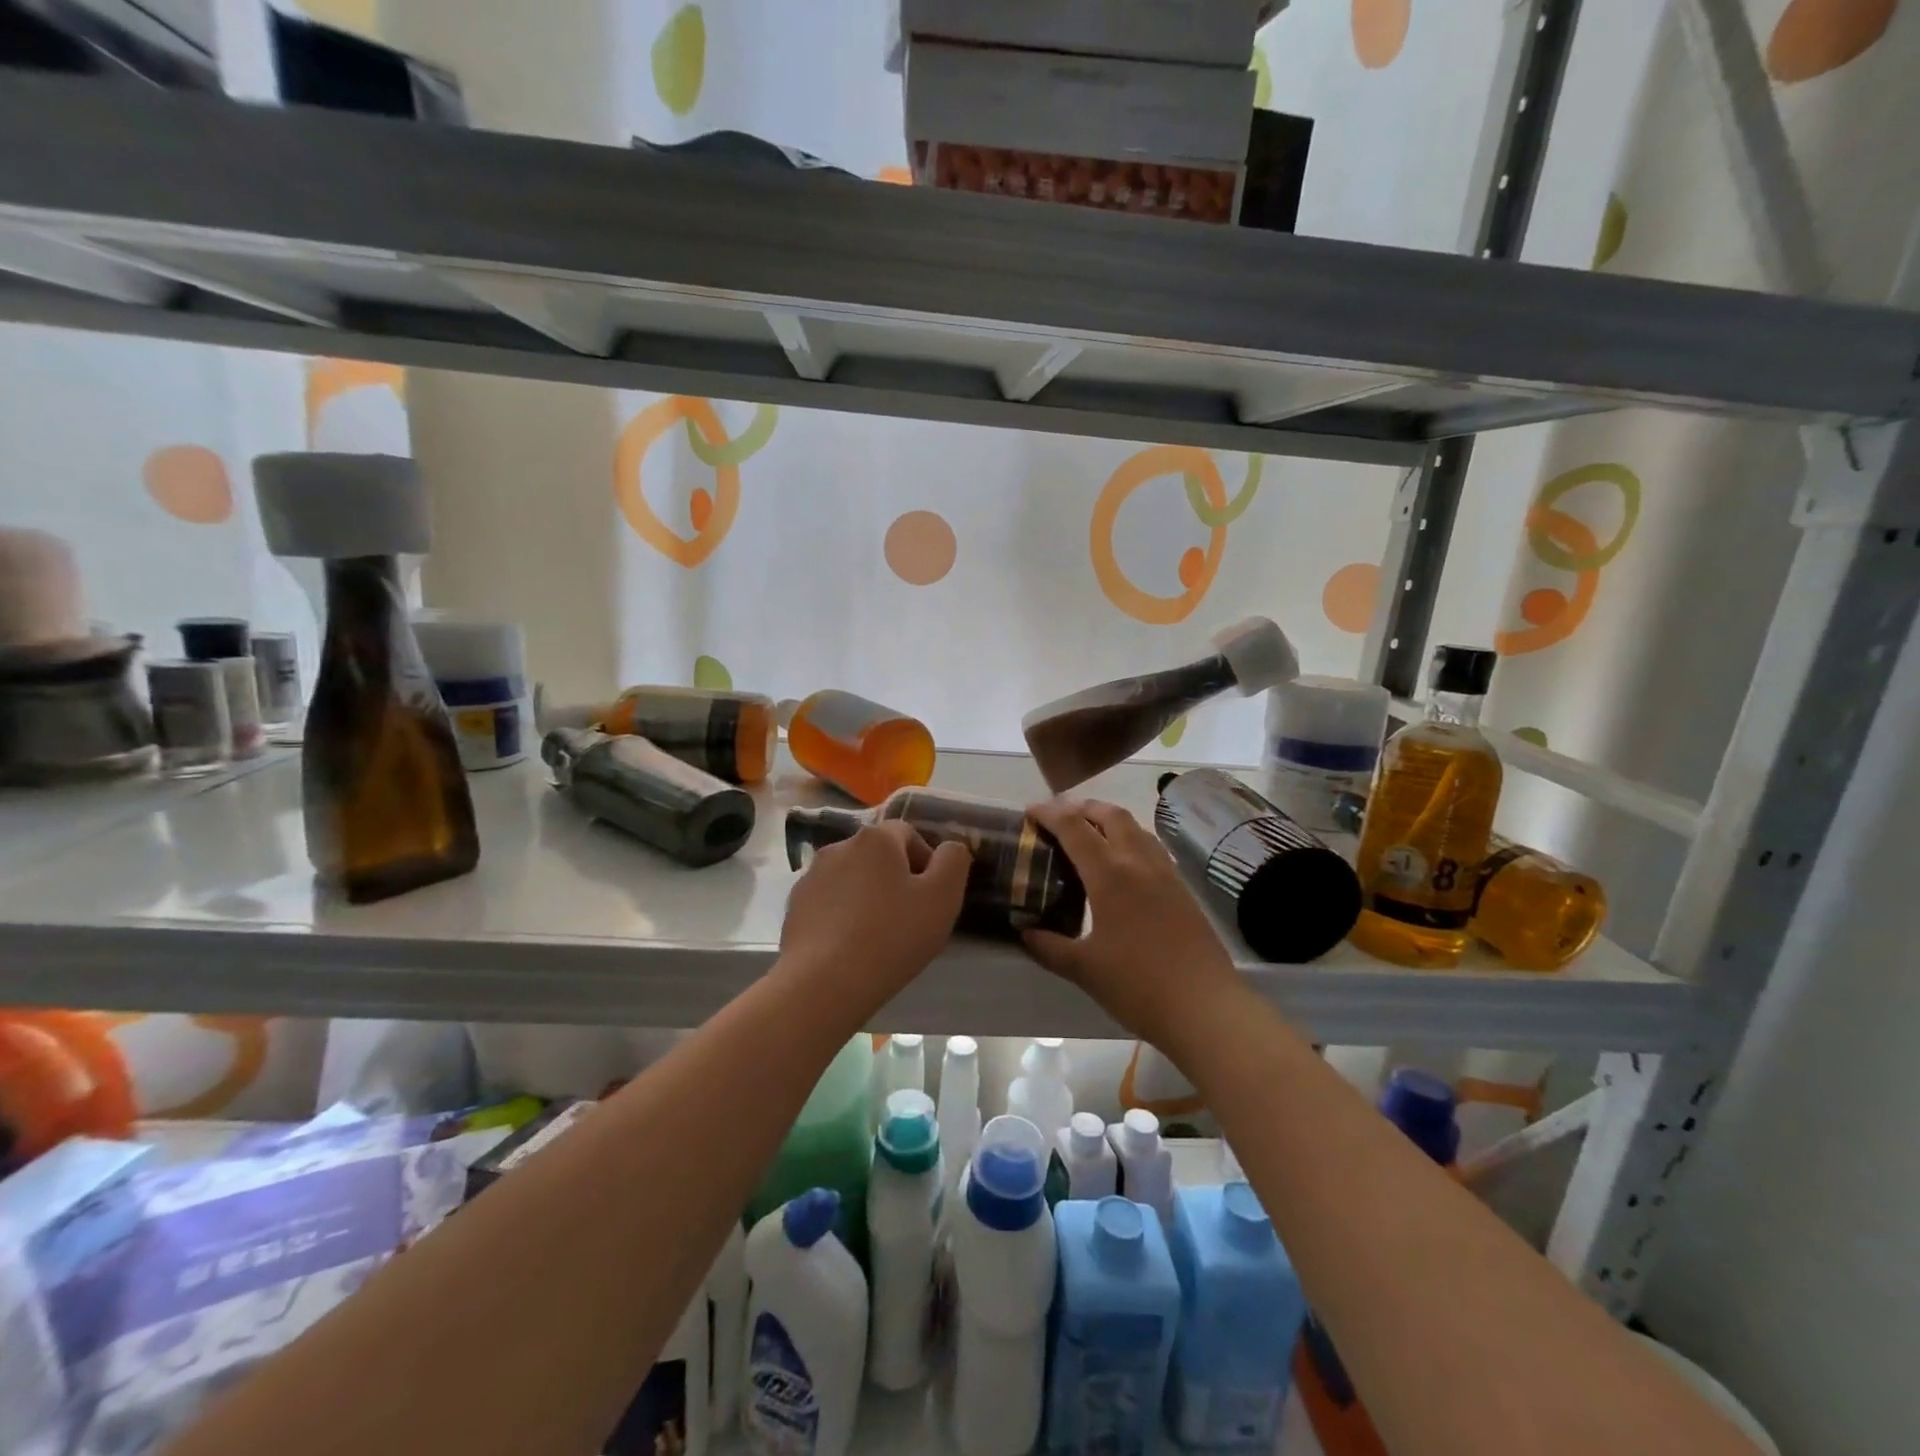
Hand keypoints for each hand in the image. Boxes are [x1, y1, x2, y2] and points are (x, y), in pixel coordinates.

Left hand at [780, 821, 971, 1007]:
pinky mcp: (794, 907)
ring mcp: (811, 877)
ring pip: (852, 879)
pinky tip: (850, 948)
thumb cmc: (891, 937)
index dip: (926, 863)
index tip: (932, 899)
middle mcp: (839, 846)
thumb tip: (950, 848)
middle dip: (896, 879)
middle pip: (878, 856)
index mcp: (875, 838)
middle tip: (909, 919)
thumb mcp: (942, 898)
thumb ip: (954, 862)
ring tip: (878, 937)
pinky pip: (829, 903)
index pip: (909, 834)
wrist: (823, 983)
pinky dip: (842, 916)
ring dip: (867, 897)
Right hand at [1024, 798, 1240, 1045]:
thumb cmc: (1138, 986)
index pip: (1074, 828)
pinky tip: (1123, 865)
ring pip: (1136, 828)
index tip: (1029, 812)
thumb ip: (1050, 947)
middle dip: (1082, 807)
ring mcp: (1166, 874)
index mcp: (1110, 875)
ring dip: (1109, 820)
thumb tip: (1026, 932)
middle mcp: (1139, 863)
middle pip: (1111, 814)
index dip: (1049, 813)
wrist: (1205, 1007)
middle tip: (1059, 817)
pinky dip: (1130, 840)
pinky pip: (1152, 848)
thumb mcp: (1084, 969)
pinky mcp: (1183, 889)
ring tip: (1090, 834)